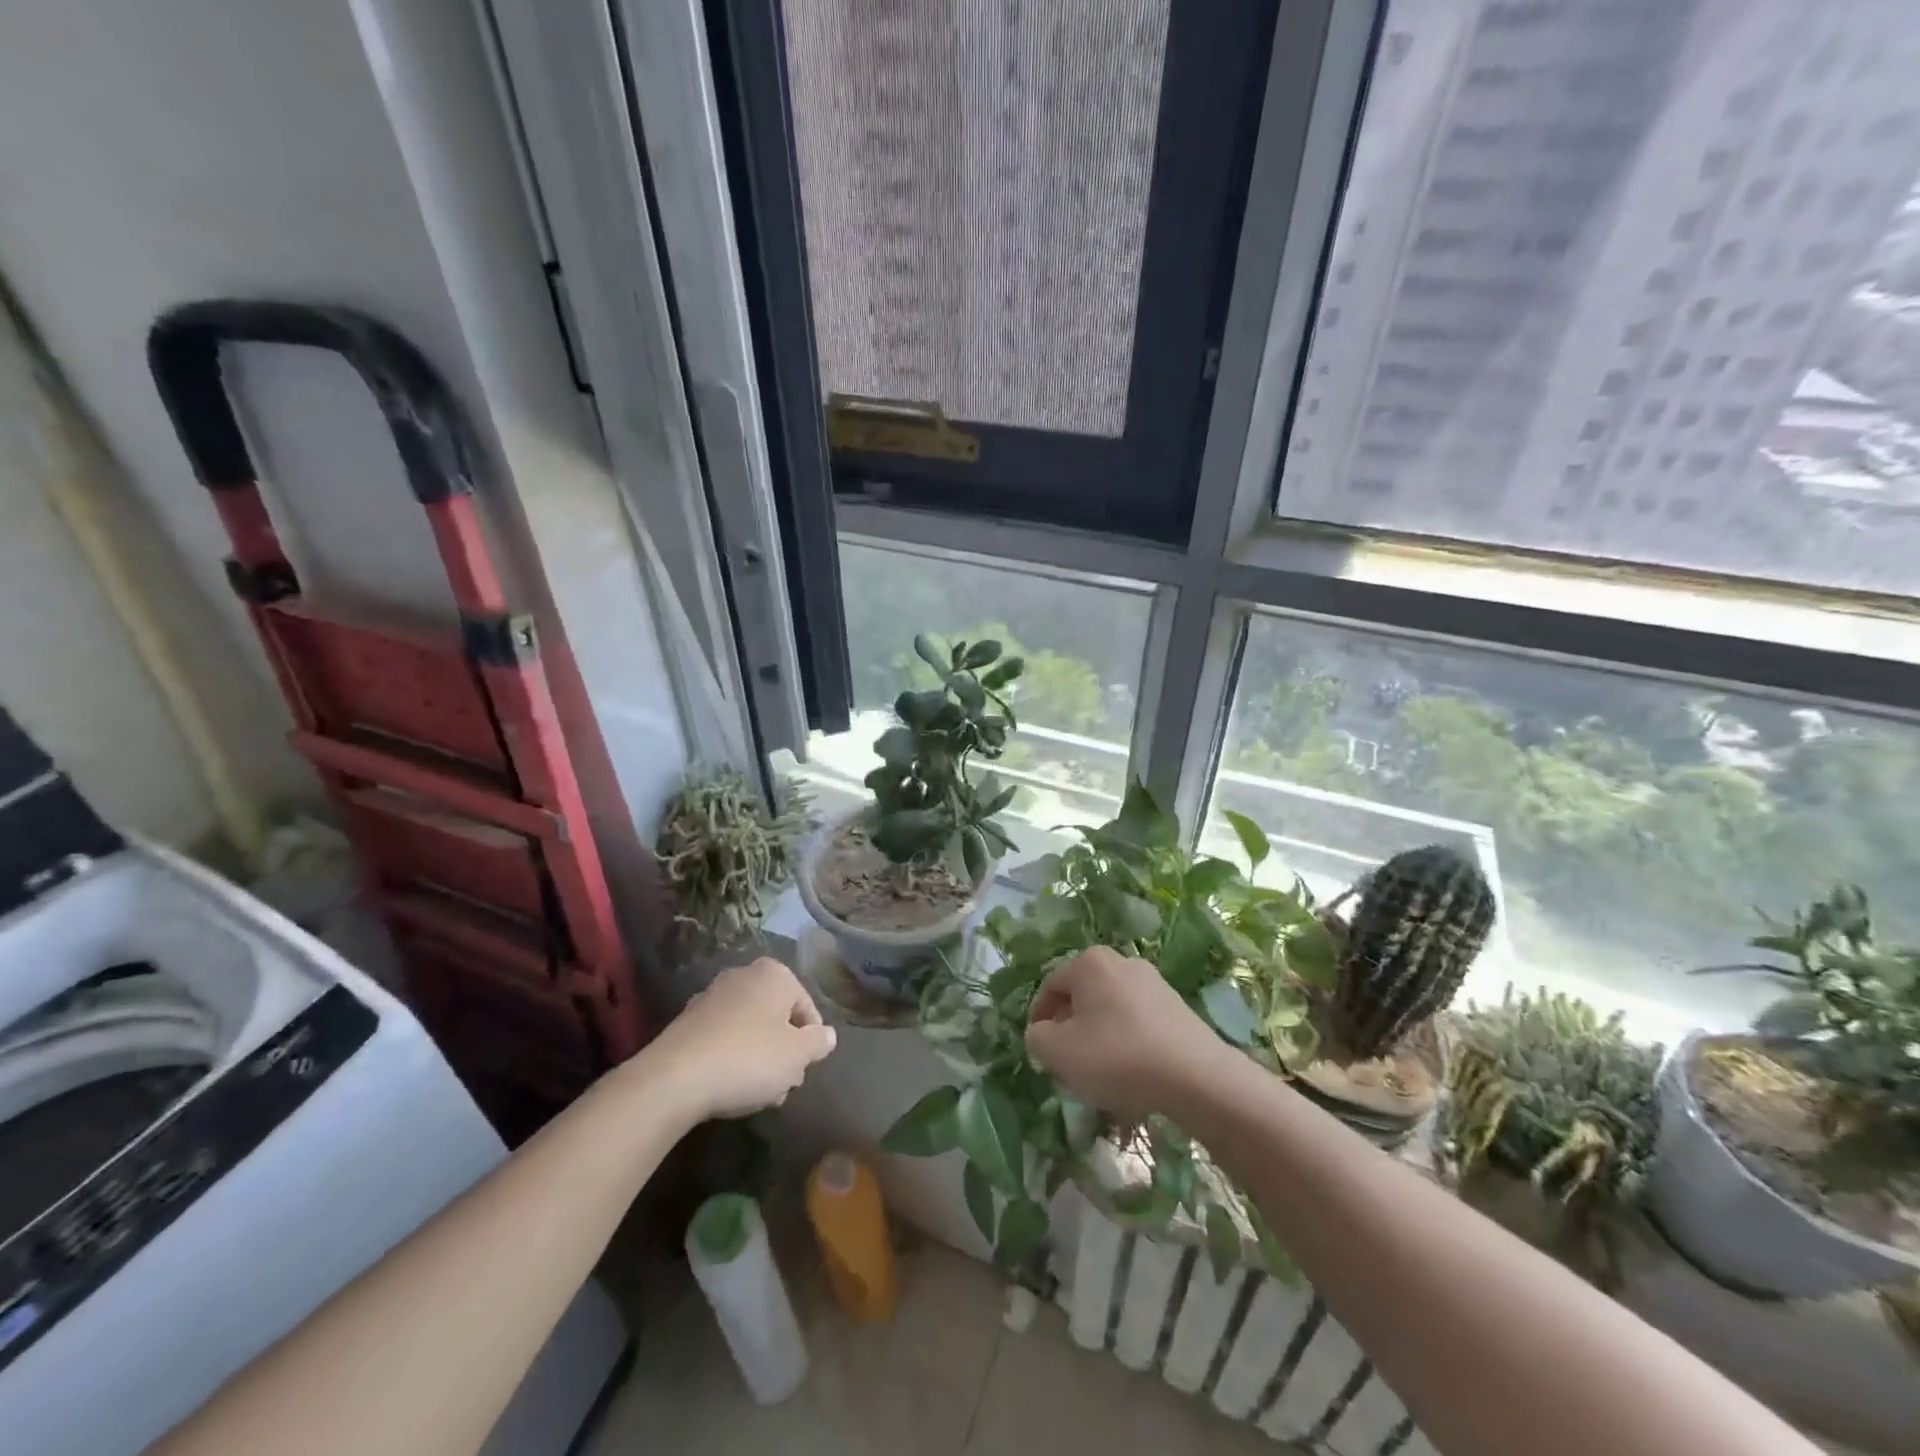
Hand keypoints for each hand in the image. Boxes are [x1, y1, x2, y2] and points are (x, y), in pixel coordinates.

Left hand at [643, 958, 836, 1122]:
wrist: (675, 1079)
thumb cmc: (749, 1058)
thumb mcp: (797, 1055)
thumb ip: (819, 1042)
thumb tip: (827, 1036)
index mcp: (774, 973)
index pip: (807, 1008)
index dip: (810, 1043)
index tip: (802, 1071)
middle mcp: (743, 975)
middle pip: (778, 1017)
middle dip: (783, 1051)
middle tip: (782, 1084)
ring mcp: (712, 996)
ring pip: (751, 1029)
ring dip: (759, 1058)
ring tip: (756, 1094)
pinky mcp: (688, 1022)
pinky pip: (724, 1038)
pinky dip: (732, 1058)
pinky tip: (730, 1088)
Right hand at [1024, 947, 1220, 1121]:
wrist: (1195, 1076)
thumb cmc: (1117, 1056)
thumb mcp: (1059, 1052)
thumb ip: (1037, 1038)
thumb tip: (1043, 1032)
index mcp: (1089, 962)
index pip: (1050, 987)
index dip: (1039, 1019)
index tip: (1041, 1050)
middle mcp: (1121, 961)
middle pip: (1082, 995)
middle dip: (1070, 1027)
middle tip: (1068, 1062)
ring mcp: (1153, 982)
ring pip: (1110, 1008)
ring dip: (1099, 1035)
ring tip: (1101, 1071)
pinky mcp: (1177, 1005)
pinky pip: (1137, 1020)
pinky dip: (1127, 1041)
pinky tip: (1132, 1071)